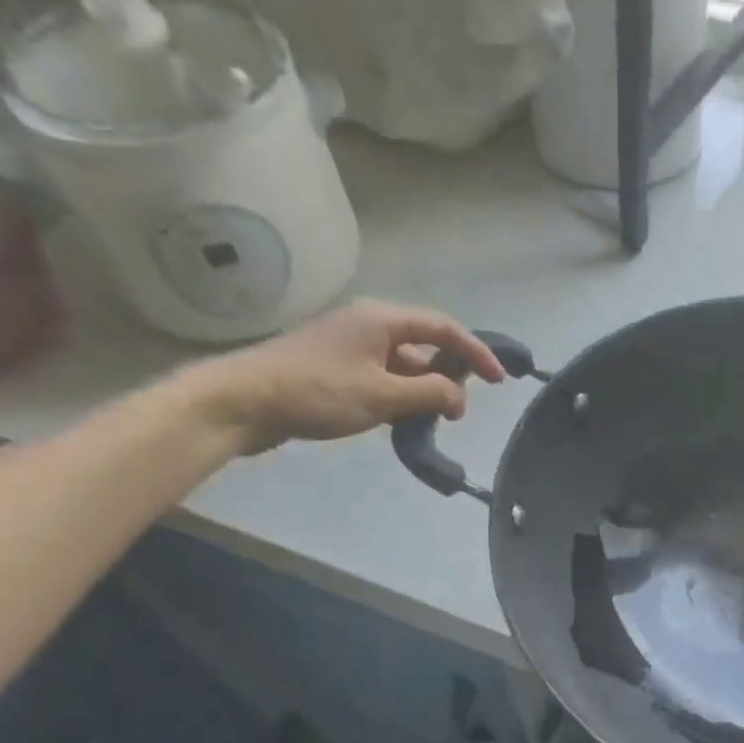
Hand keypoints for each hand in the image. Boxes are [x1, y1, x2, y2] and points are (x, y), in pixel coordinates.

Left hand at [188, 299, 504, 453]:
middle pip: (424, 345)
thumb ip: (428, 394)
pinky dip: (401, 397)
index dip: (476, 353)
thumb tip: (459, 398)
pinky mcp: (336, 369)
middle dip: (449, 375)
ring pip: (403, 366)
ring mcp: (350, 347)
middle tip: (458, 410)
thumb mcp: (381, 396)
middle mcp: (369, 326)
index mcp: (382, 320)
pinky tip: (403, 422)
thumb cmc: (317, 392)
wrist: (244, 402)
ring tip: (433, 421)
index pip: (444, 329)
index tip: (499, 381)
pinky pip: (383, 378)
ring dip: (423, 391)